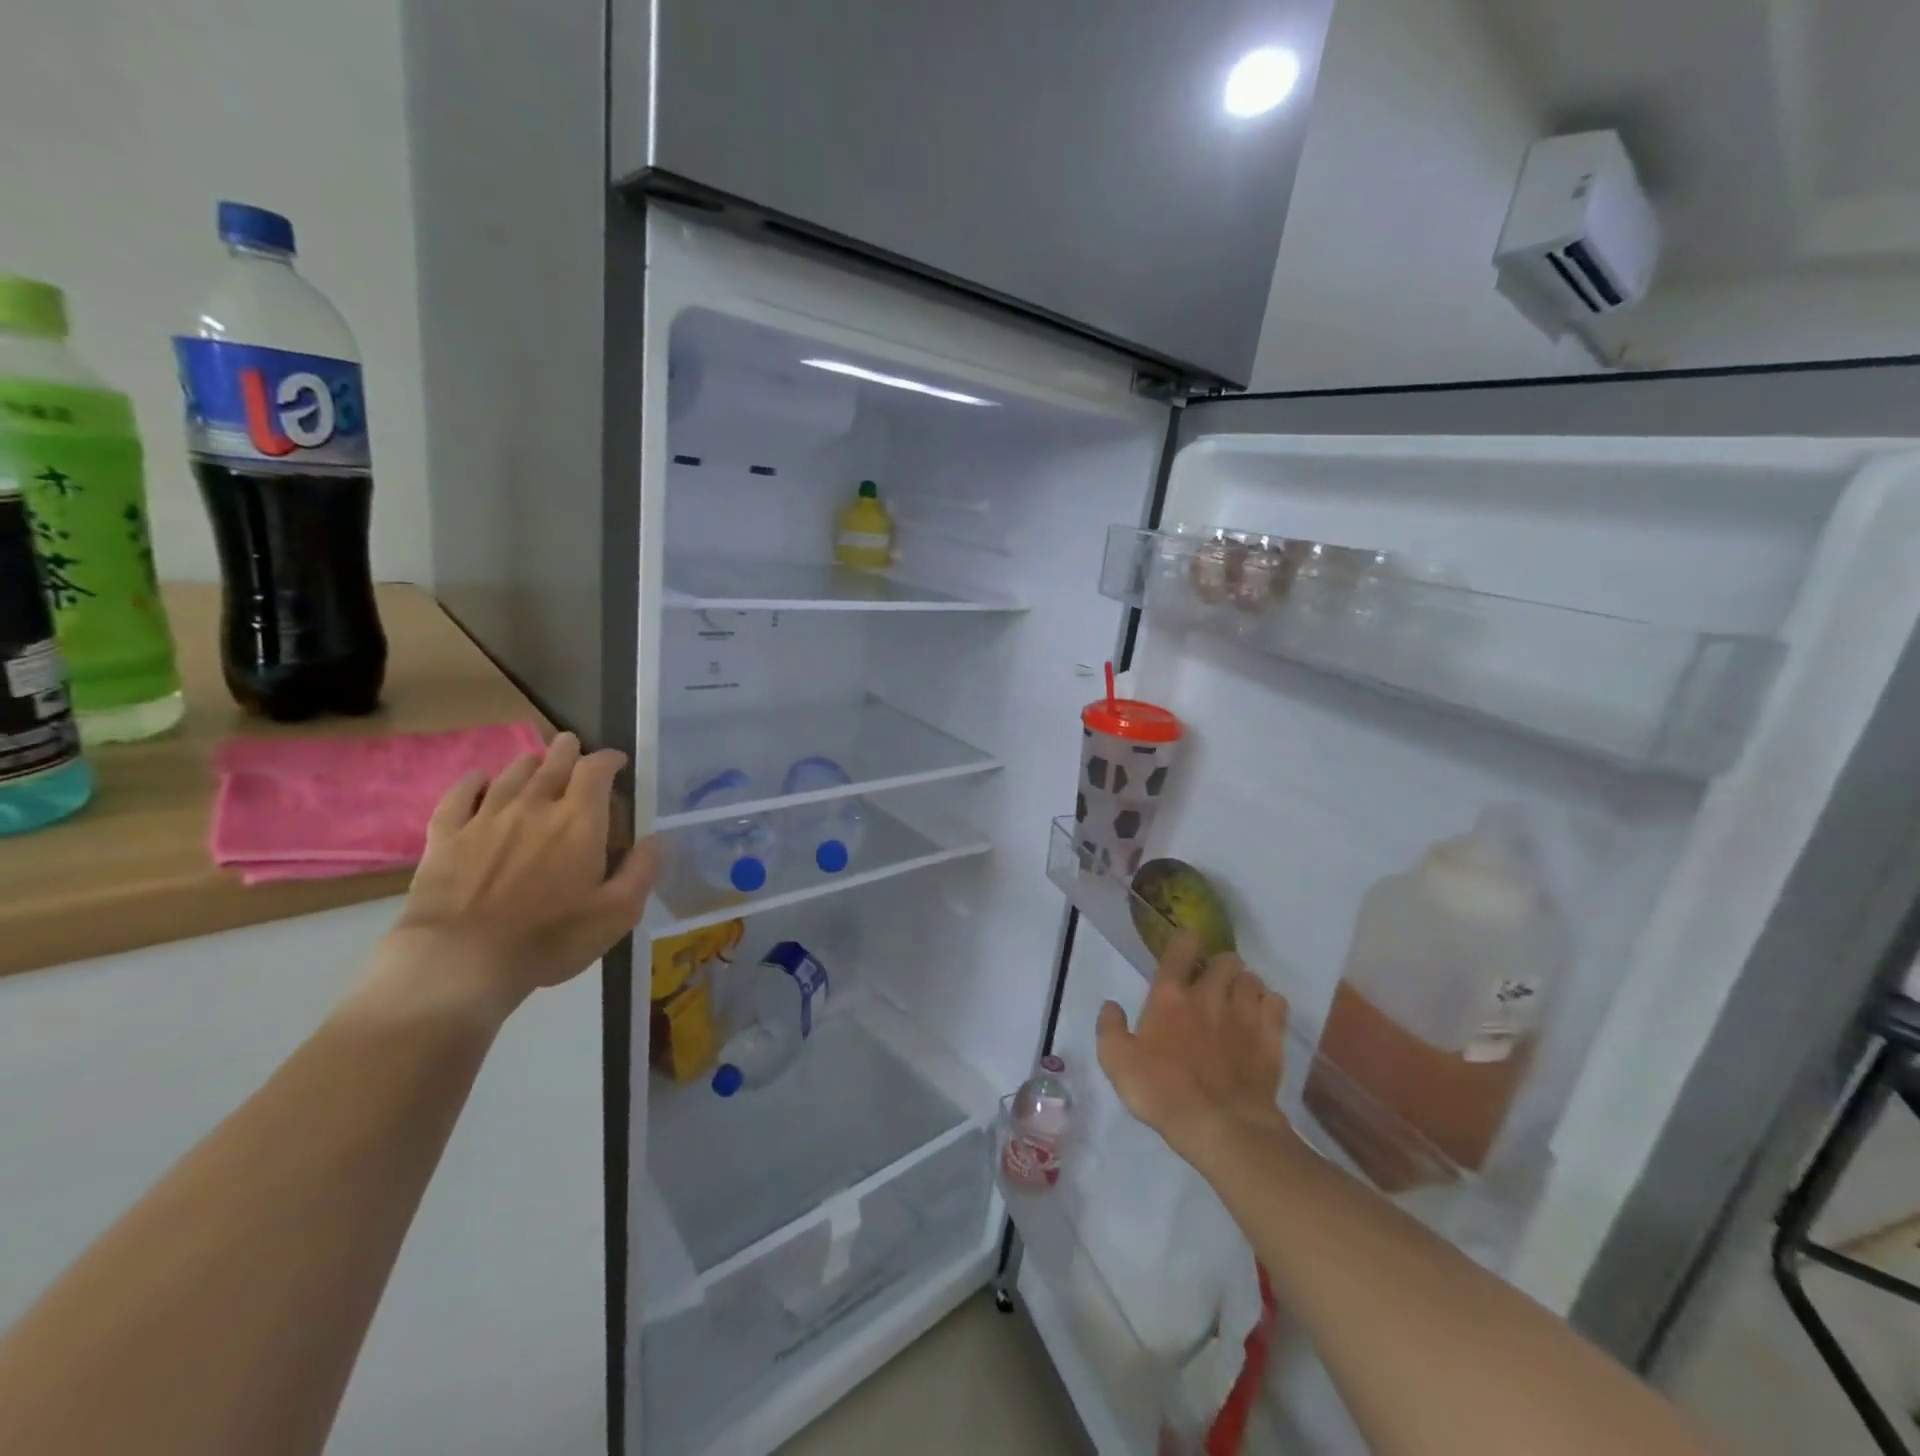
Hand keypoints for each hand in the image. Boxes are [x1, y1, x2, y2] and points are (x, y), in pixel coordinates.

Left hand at [377, 732, 661, 1018]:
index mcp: (579, 821)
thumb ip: (642, 871)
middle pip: (552, 762)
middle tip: (573, 747)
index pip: (596, 770)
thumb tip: (660, 839)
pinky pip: (459, 797)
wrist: (460, 960)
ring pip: (510, 774)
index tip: (618, 763)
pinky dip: (472, 782)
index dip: (609, 759)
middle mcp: (534, 806)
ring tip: (537, 762)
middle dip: (567, 751)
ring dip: (529, 763)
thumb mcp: (617, 913)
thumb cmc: (550, 937)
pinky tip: (479, 778)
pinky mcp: (446, 837)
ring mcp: (485, 819)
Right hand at [1096, 931, 1294, 1168]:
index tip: (1188, 944)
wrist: (1221, 1126)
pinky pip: (1277, 1004)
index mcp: (1170, 997)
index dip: (1186, 941)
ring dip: (1245, 983)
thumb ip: (1110, 1029)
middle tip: (1213, 982)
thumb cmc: (1162, 1092)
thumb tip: (1111, 1005)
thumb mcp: (1117, 1063)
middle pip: (1225, 959)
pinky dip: (1270, 1004)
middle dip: (1220, 964)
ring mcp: (1244, 1014)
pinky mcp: (1271, 1037)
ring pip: (1252, 978)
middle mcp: (1209, 995)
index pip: (1180, 950)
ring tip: (1239, 999)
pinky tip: (1263, 1018)